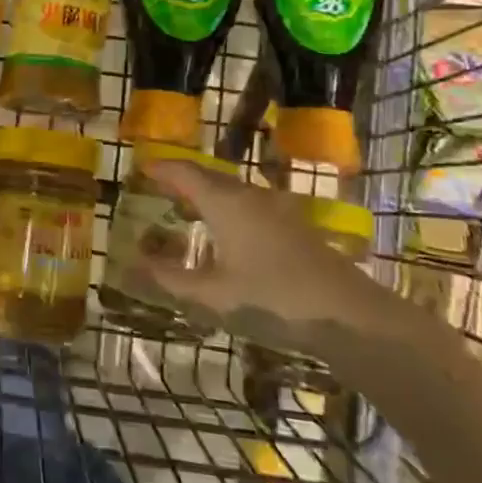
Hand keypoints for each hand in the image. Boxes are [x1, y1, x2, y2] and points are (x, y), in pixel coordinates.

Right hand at [137, 162, 393, 354]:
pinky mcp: (292, 225)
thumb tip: (133, 265)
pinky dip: (224, 208)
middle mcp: (249, 195)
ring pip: (230, 190)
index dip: (161, 168)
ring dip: (204, 195)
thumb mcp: (214, 295)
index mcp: (225, 202)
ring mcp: (275, 208)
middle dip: (179, 180)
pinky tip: (223, 233)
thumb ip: (171, 279)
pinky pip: (247, 204)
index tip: (140, 168)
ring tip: (183, 211)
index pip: (184, 172)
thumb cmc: (273, 298)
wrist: (348, 314)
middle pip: (207, 177)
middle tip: (155, 189)